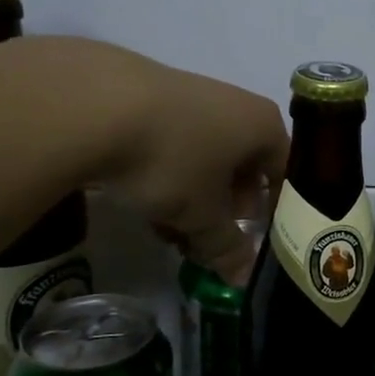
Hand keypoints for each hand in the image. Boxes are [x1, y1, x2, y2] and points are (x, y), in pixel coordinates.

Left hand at [26, 38, 287, 282]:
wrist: (91, 104)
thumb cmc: (171, 159)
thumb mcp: (202, 215)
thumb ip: (226, 247)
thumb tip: (242, 279)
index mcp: (264, 126)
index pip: (283, 174)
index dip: (272, 213)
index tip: (251, 242)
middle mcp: (237, 105)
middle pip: (243, 167)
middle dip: (226, 209)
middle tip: (207, 240)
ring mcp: (193, 96)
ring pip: (205, 158)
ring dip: (194, 197)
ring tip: (168, 229)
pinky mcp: (151, 96)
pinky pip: (173, 144)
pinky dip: (166, 174)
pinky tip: (141, 200)